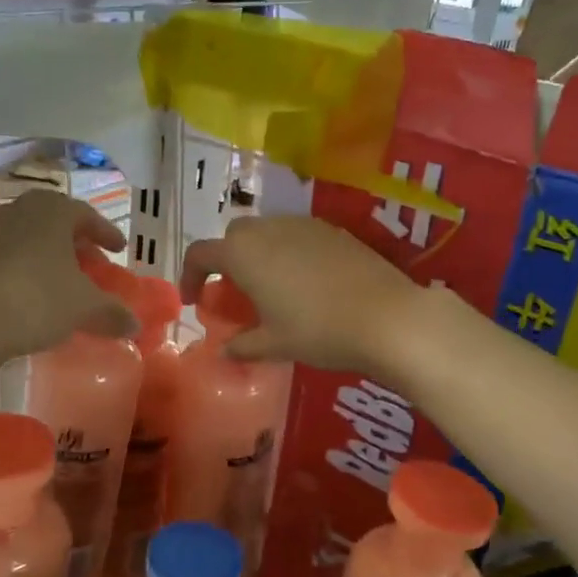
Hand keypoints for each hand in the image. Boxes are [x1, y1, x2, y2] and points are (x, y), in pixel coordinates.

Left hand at [0, 191, 134, 359]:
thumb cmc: (38, 300)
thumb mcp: (85, 307)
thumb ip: (113, 312)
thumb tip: (135, 325)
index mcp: (53, 210)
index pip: (87, 216)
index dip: (107, 234)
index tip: (119, 249)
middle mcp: (21, 210)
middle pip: (57, 222)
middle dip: (77, 242)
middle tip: (92, 263)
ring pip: (31, 237)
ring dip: (50, 254)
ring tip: (63, 279)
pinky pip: (10, 254)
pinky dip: (27, 267)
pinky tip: (34, 292)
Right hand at [179, 216, 420, 376]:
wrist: (387, 317)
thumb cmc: (319, 331)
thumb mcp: (275, 344)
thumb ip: (243, 346)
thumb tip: (224, 352)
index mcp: (244, 254)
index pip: (200, 253)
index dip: (190, 276)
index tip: (194, 301)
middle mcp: (268, 229)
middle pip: (233, 236)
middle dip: (226, 260)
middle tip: (234, 292)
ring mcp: (303, 225)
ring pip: (266, 230)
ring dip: (258, 254)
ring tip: (269, 287)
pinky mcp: (333, 230)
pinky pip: (296, 234)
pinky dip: (287, 252)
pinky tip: (305, 282)